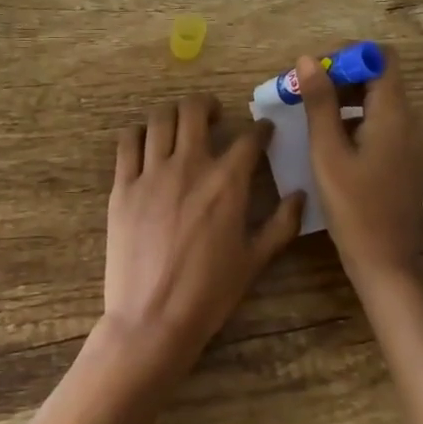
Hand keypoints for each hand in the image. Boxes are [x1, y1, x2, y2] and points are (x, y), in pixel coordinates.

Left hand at [103, 96, 305, 373]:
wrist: (153, 318)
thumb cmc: (209, 293)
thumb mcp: (255, 261)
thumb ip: (281, 224)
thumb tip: (300, 195)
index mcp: (227, 182)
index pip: (249, 138)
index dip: (261, 129)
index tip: (264, 130)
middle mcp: (189, 166)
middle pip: (195, 110)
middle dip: (208, 105)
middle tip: (214, 116)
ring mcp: (151, 173)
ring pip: (160, 118)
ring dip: (174, 114)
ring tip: (180, 125)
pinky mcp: (122, 186)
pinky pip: (128, 142)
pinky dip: (140, 133)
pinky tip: (148, 142)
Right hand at [298, 49, 422, 283]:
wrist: (385, 263)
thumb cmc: (353, 207)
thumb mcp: (328, 152)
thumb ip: (320, 103)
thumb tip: (308, 59)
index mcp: (393, 114)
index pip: (381, 57)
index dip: (349, 55)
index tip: (316, 70)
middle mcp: (409, 122)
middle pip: (379, 78)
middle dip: (341, 77)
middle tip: (303, 93)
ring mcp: (410, 143)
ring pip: (378, 102)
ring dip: (345, 99)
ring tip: (309, 115)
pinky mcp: (404, 161)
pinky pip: (381, 125)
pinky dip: (355, 120)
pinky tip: (329, 141)